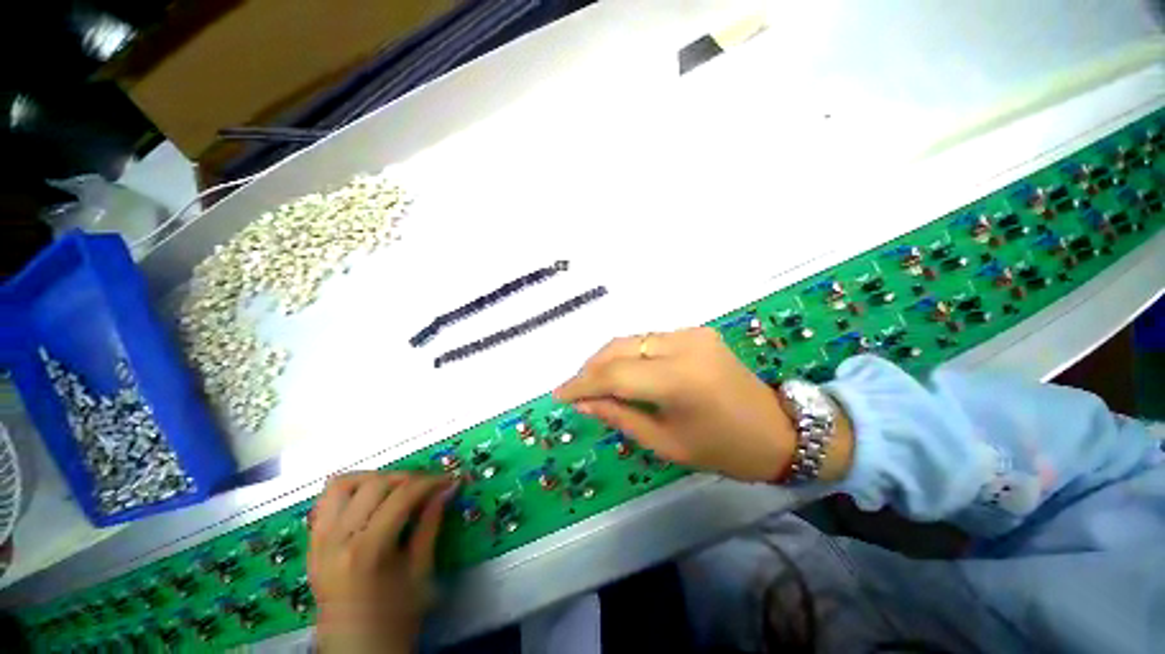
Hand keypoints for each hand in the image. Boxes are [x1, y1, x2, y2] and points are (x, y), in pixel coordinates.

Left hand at [308, 472, 455, 653]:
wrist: (356, 651)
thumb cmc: (394, 617)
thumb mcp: (420, 571)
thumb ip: (431, 524)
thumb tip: (448, 488)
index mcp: (366, 551)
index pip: (402, 496)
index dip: (430, 482)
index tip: (449, 480)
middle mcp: (336, 540)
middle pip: (374, 484)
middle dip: (408, 478)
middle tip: (429, 486)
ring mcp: (318, 541)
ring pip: (343, 484)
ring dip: (375, 478)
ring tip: (397, 489)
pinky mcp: (312, 544)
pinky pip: (326, 501)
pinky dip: (351, 491)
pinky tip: (371, 501)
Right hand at [554, 327, 852, 482]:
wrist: (779, 429)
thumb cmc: (723, 449)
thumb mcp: (666, 443)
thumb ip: (620, 417)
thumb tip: (583, 404)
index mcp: (680, 380)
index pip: (614, 375)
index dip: (582, 384)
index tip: (559, 394)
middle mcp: (684, 345)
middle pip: (620, 348)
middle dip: (591, 368)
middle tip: (575, 388)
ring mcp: (692, 333)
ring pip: (632, 340)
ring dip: (608, 359)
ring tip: (593, 382)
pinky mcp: (696, 332)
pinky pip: (649, 340)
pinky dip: (629, 355)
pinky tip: (622, 372)